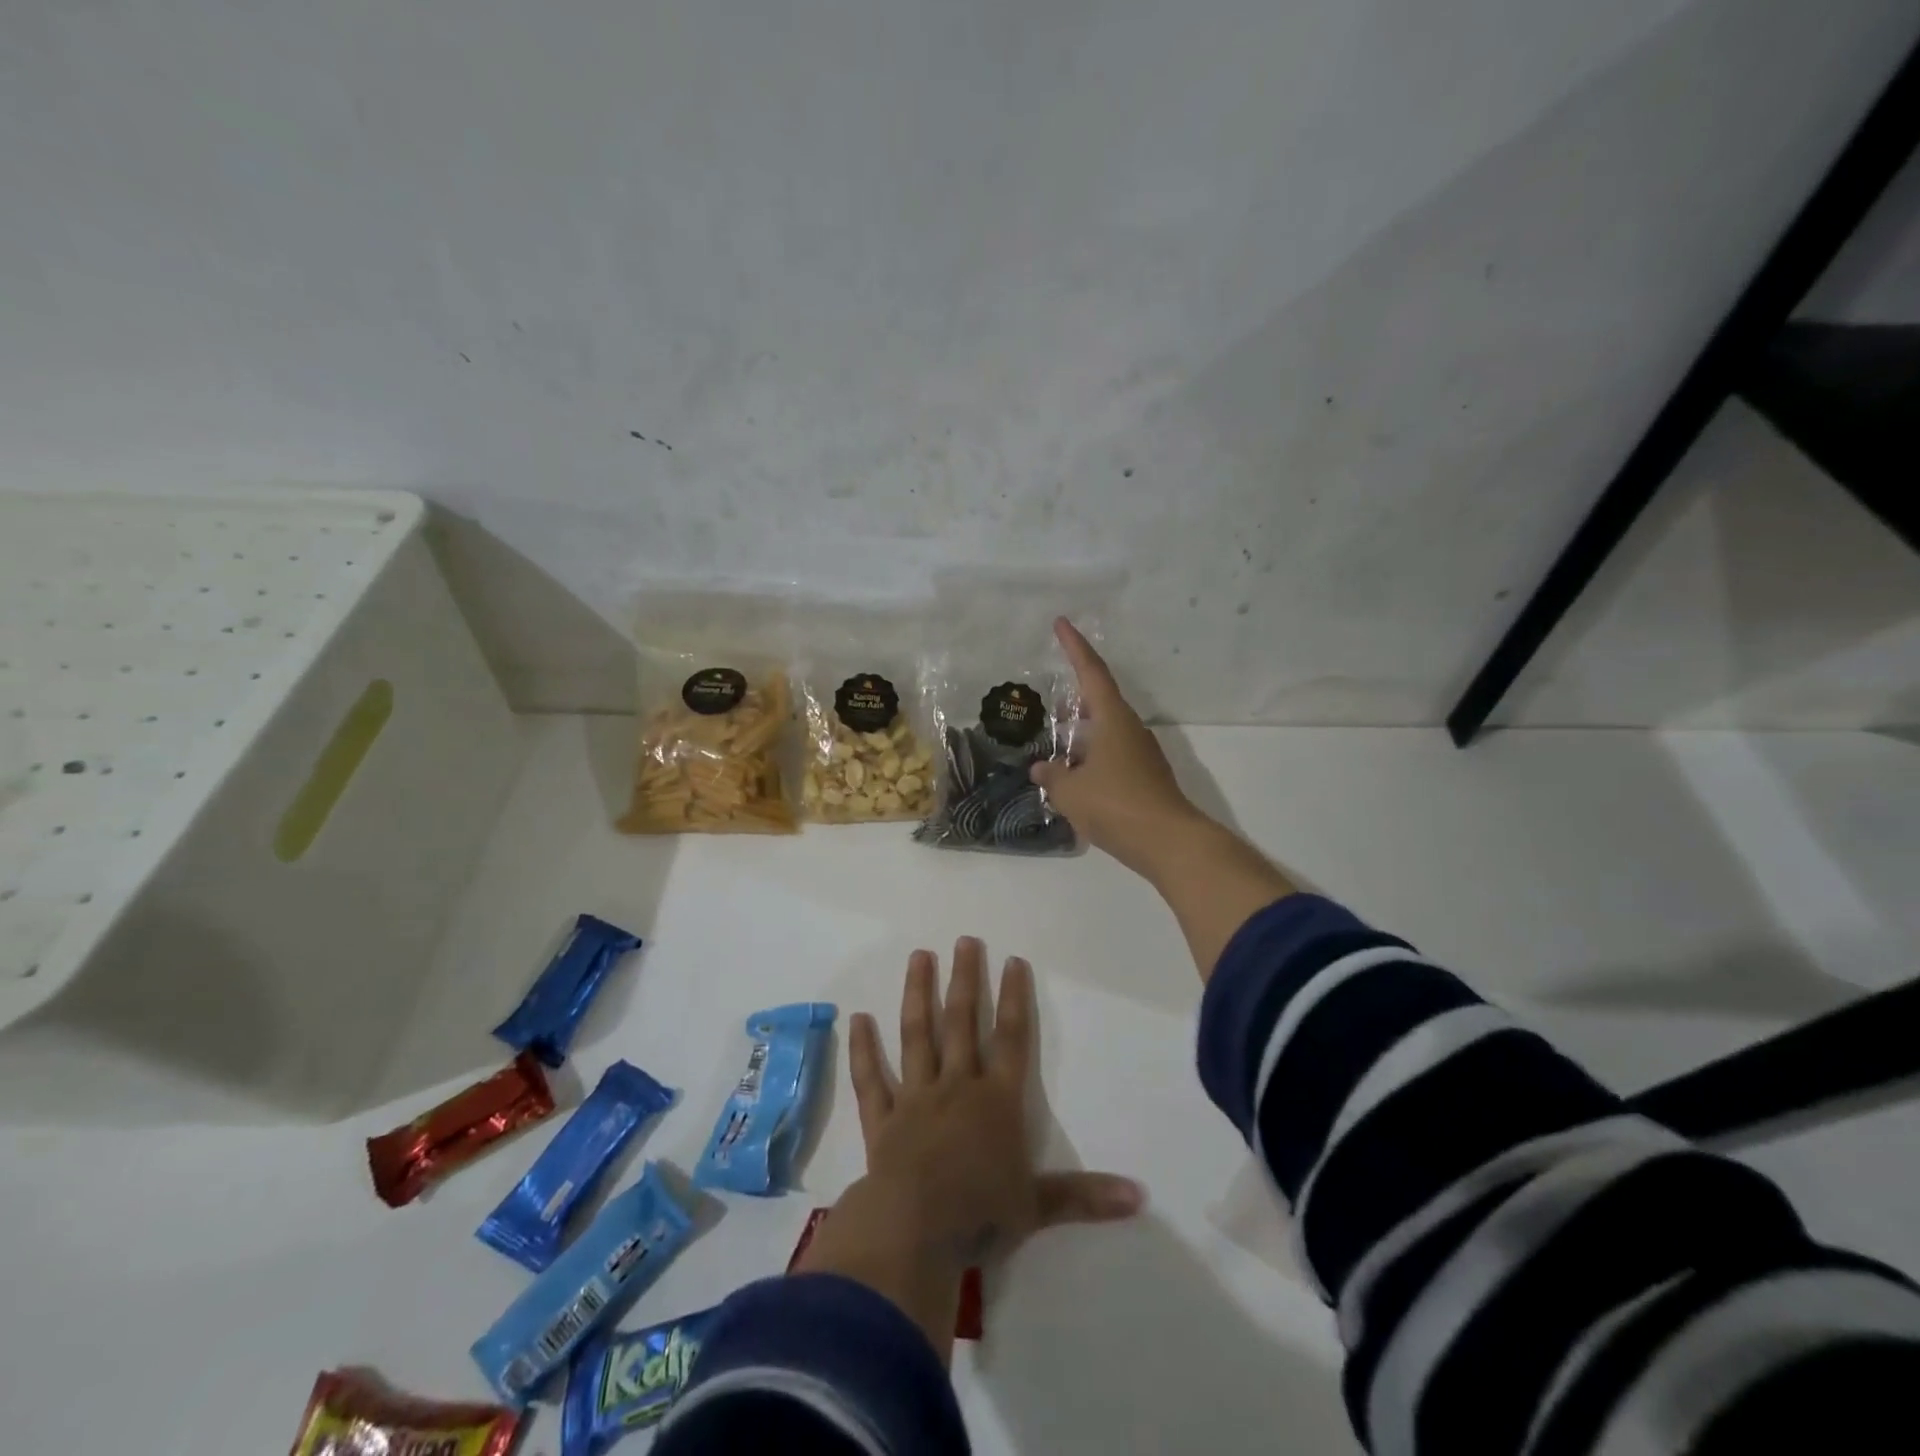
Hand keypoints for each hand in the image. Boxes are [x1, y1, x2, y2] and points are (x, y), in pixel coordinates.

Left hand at [796, 939, 1142, 1357]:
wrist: (917, 1231)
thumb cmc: (982, 1214)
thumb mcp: (1039, 1207)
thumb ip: (1086, 1196)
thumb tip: (1140, 1196)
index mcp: (997, 1101)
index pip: (1012, 1039)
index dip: (1015, 998)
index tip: (1013, 960)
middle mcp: (957, 1086)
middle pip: (962, 1023)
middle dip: (965, 979)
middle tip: (964, 941)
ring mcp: (916, 1098)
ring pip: (917, 1035)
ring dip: (918, 994)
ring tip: (919, 956)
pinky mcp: (882, 1119)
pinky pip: (871, 1079)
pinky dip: (863, 1049)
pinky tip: (857, 1019)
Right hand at [1034, 617, 1297, 978]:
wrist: (1169, 842)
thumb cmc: (1116, 805)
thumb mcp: (1071, 792)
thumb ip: (1052, 776)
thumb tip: (1042, 768)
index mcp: (1112, 719)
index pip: (1091, 672)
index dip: (1074, 646)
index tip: (1062, 623)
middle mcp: (1130, 729)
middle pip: (1101, 700)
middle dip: (1076, 694)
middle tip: (1053, 694)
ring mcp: (1141, 754)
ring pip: (1106, 731)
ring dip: (1083, 730)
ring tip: (1058, 739)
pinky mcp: (1145, 778)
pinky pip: (1112, 755)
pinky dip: (1092, 756)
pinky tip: (1076, 775)